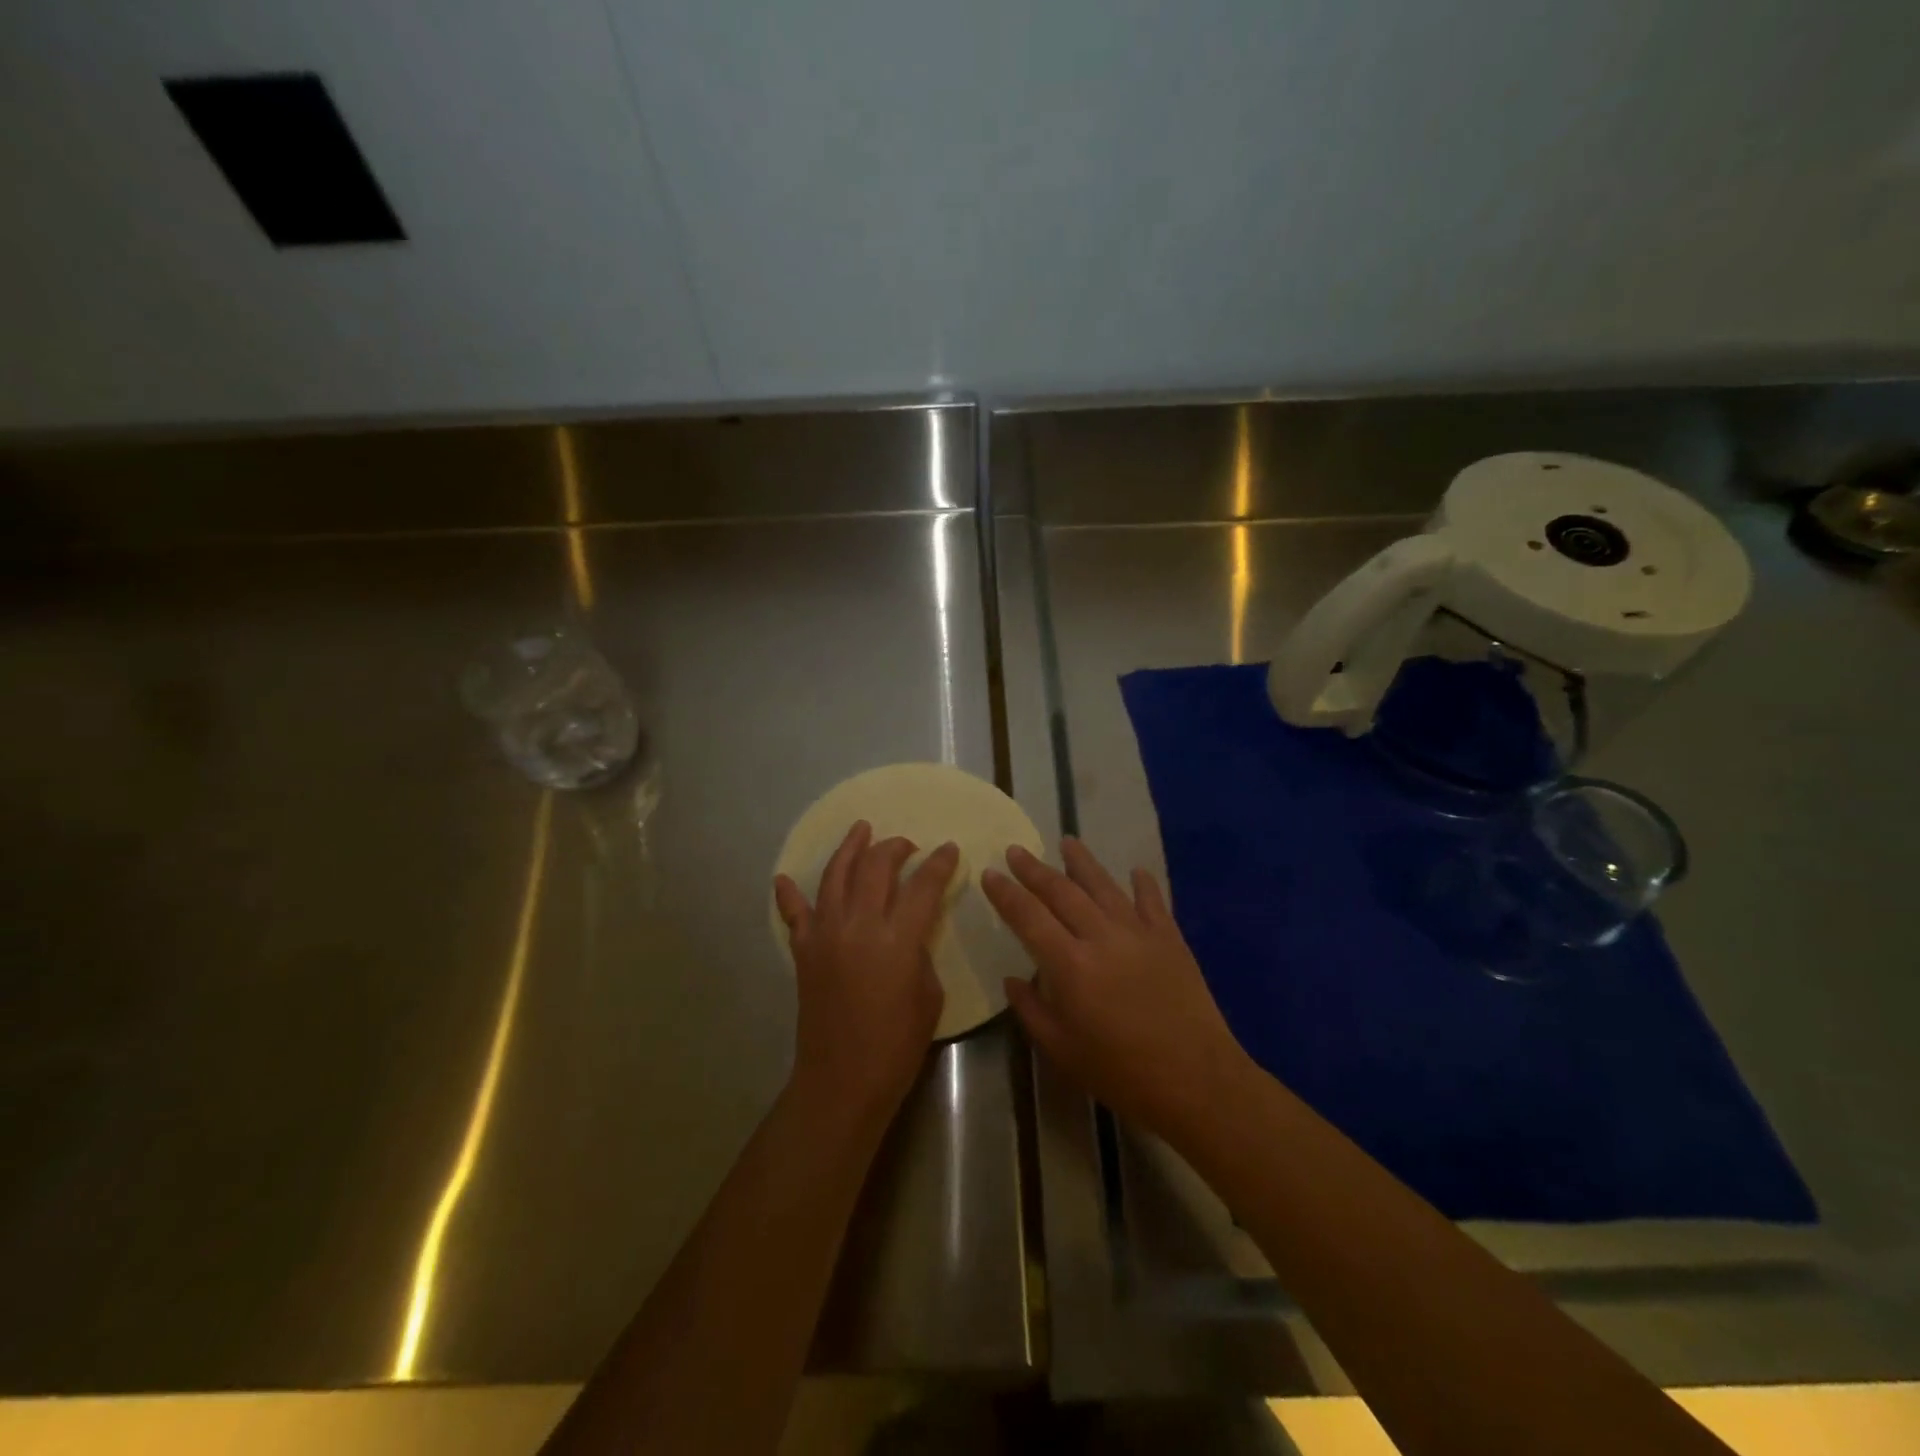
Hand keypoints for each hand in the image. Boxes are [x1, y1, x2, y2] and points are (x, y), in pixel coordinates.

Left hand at [774, 821, 957, 1128]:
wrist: (842, 1080)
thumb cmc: (897, 1045)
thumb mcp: (928, 994)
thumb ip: (919, 951)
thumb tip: (908, 931)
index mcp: (897, 939)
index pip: (923, 886)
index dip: (939, 864)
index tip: (948, 849)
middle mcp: (858, 925)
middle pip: (875, 867)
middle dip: (895, 848)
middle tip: (907, 845)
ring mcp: (825, 934)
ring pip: (836, 876)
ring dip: (850, 849)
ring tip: (860, 829)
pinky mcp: (803, 951)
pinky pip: (794, 913)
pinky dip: (789, 894)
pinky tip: (785, 878)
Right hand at [983, 838, 1255, 1143]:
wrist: (1197, 1080)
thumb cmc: (1122, 1073)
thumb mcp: (1062, 1051)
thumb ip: (1032, 1011)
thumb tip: (1013, 979)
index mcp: (1070, 965)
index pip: (1029, 917)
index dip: (1006, 893)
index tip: (990, 873)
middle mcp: (1102, 937)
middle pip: (1062, 892)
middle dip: (1035, 870)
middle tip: (1016, 849)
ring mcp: (1139, 933)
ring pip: (1104, 887)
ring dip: (1083, 862)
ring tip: (1067, 841)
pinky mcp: (1170, 939)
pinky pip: (1152, 902)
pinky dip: (1142, 884)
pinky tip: (1135, 871)